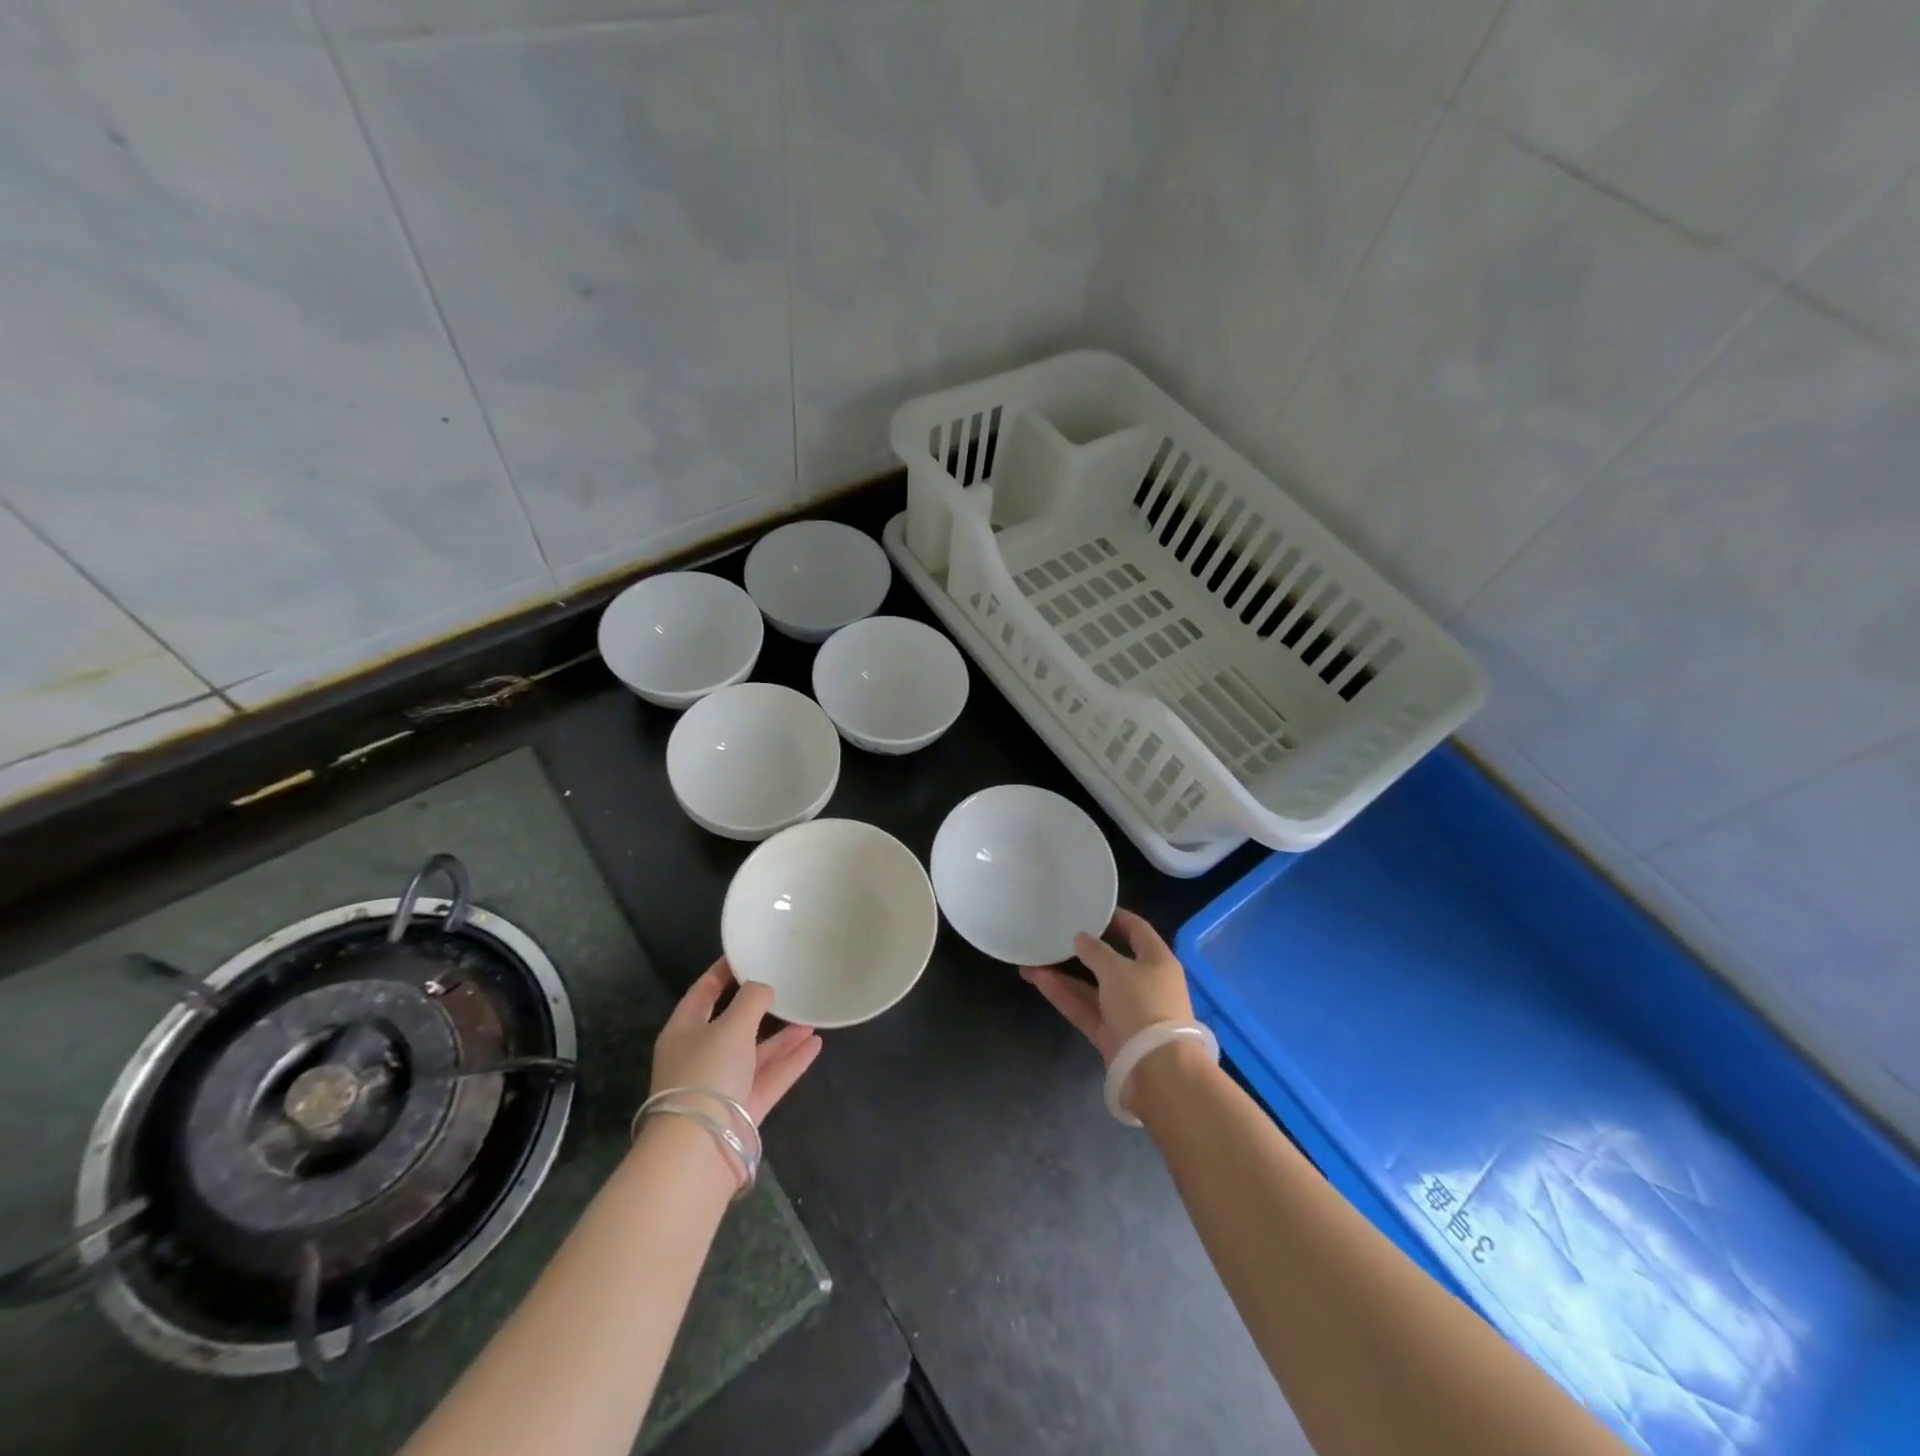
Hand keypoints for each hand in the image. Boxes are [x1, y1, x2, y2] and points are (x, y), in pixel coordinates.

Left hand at [651, 958, 821, 1123]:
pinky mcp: (743, 1109)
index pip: (702, 993)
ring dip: (781, 1037)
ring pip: (755, 1053)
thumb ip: (752, 1000)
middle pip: (732, 1025)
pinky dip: (791, 1062)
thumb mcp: (731, 1026)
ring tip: (810, 1017)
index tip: (745, 954)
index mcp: (684, 1031)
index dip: (722, 972)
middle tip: (785, 985)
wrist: (699, 1150)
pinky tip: (815, 1045)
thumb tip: (764, 987)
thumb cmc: (707, 1074)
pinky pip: (770, 1077)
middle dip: (760, 1008)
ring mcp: (722, 1085)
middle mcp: (701, 1056)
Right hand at [1021, 908, 1193, 1065]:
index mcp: (1157, 961)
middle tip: (1055, 934)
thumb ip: (1096, 951)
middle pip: (1110, 960)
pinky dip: (1063, 995)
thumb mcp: (1117, 970)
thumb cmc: (1144, 1006)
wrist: (1158, 1072)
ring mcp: (1127, 1012)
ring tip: (1032, 958)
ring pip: (1091, 987)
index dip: (1115, 917)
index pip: (1137, 930)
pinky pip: (1084, 1008)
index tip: (1089, 907)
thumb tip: (1081, 938)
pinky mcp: (1111, 1035)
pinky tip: (1037, 979)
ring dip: (1063, 974)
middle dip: (1081, 949)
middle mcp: (1144, 984)